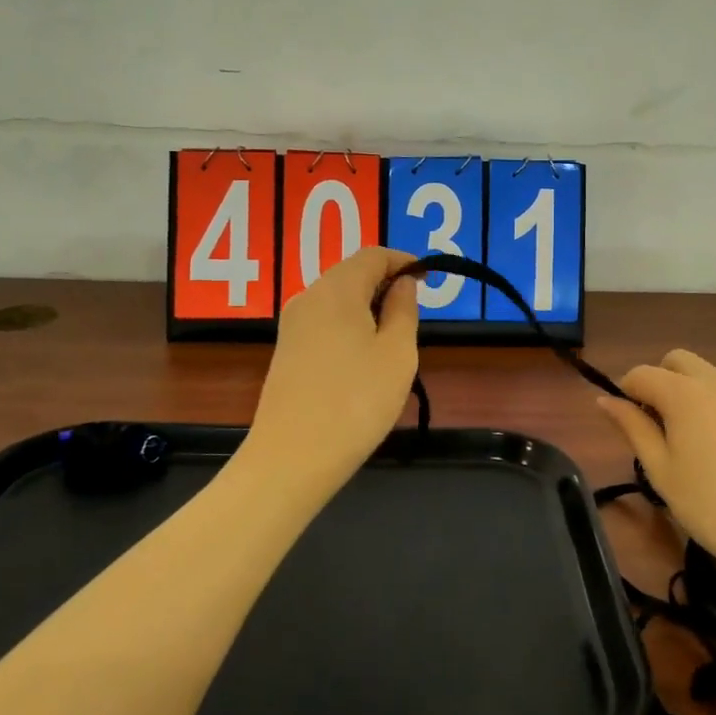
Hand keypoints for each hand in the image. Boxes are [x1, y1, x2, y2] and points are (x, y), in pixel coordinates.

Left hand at [246, 246, 419, 496]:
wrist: (291, 459)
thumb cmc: (356, 402)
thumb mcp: (397, 354)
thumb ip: (404, 310)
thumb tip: (402, 284)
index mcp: (336, 290)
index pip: (372, 255)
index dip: (403, 260)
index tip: (429, 278)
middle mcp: (308, 297)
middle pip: (351, 273)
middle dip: (386, 284)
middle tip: (414, 312)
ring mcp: (292, 326)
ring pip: (337, 299)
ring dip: (368, 307)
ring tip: (394, 339)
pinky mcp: (286, 352)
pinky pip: (324, 322)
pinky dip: (349, 326)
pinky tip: (363, 359)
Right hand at [596, 349, 715, 576]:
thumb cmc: (710, 506)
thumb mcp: (660, 470)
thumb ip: (632, 427)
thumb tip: (605, 400)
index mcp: (684, 393)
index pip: (641, 373)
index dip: (626, 392)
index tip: (626, 423)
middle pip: (678, 361)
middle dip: (660, 380)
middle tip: (657, 424)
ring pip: (709, 377)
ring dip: (690, 393)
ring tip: (690, 441)